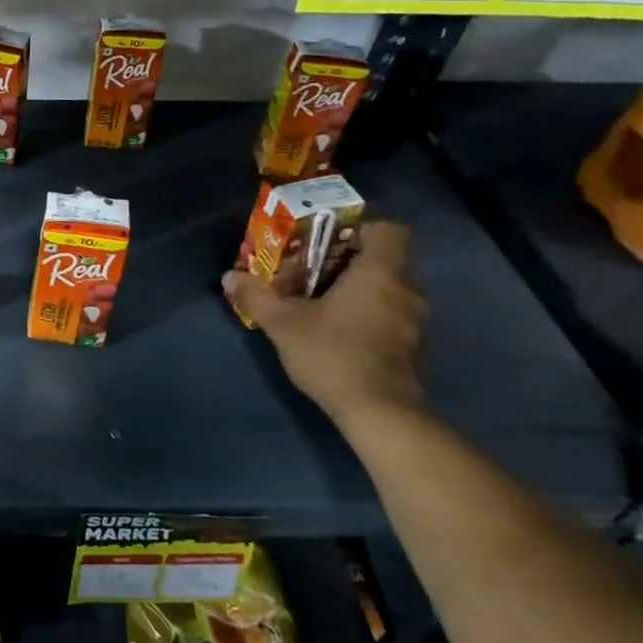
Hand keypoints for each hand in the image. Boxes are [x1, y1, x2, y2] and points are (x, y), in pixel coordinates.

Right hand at [222, 220, 427, 422]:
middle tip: (308, 275)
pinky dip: (366, 317)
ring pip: (386, 290)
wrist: (380, 413)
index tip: (326, 243)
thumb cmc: (333, 353)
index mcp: (380, 272)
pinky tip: (336, 334)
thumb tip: (229, 277)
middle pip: (382, 260)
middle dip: (345, 264)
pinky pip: (390, 316)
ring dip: (356, 292)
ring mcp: (414, 322)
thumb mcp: (282, 323)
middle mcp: (406, 290)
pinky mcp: (412, 349)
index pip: (388, 230)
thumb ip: (256, 296)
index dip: (359, 230)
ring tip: (318, 306)